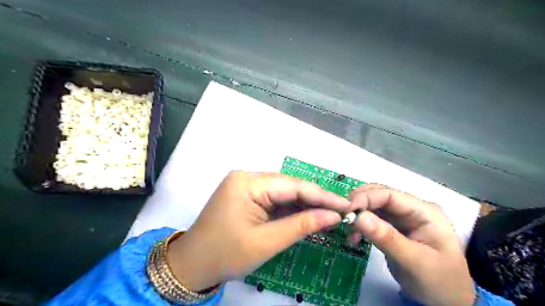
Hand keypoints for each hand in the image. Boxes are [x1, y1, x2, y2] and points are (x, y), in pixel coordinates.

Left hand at [166, 170, 347, 289]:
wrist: (192, 265)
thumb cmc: (225, 254)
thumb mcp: (266, 242)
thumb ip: (301, 226)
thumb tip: (333, 216)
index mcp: (248, 183)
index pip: (293, 186)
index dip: (322, 196)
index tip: (346, 205)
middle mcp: (247, 177)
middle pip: (289, 186)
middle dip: (315, 199)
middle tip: (341, 211)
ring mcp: (246, 185)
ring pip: (283, 192)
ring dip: (304, 204)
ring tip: (329, 214)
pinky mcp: (247, 195)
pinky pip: (274, 199)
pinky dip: (291, 209)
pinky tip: (307, 215)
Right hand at [349, 184, 472, 305]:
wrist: (448, 301)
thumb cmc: (439, 281)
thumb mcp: (413, 261)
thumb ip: (386, 237)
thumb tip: (357, 217)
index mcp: (424, 211)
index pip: (390, 194)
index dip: (365, 198)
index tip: (346, 210)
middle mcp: (411, 208)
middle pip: (379, 196)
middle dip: (359, 205)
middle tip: (343, 219)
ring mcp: (402, 217)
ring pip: (373, 206)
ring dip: (358, 215)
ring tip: (349, 233)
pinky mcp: (393, 226)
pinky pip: (372, 218)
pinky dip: (361, 225)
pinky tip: (354, 237)